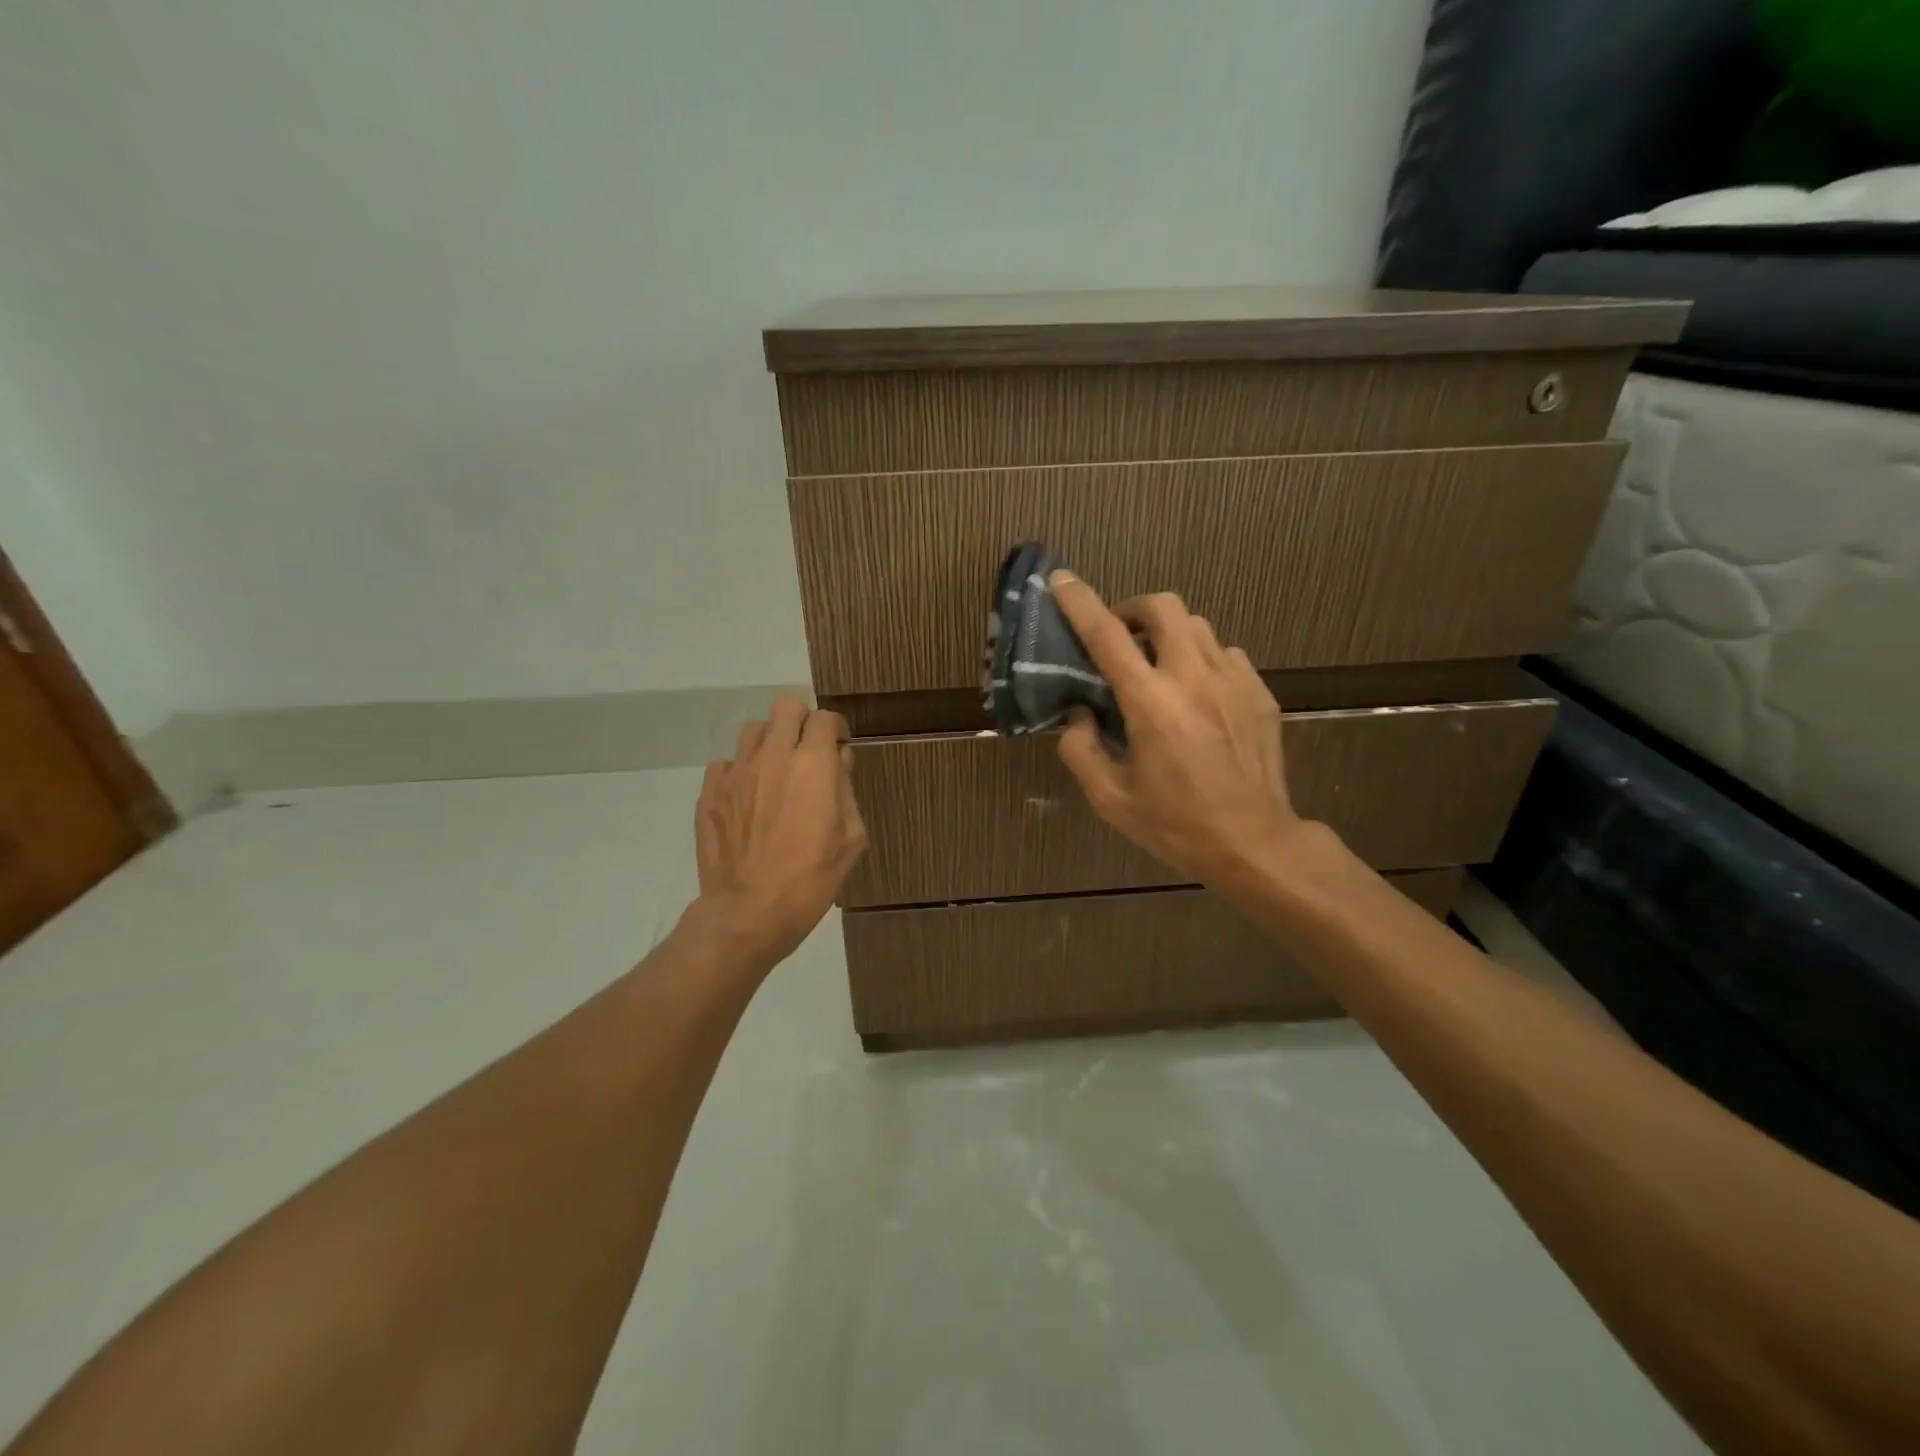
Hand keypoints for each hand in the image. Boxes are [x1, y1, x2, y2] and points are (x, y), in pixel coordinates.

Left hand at [693, 695, 866, 967]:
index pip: (824, 718)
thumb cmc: (811, 879)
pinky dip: (740, 772)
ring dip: (770, 742)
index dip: (836, 729)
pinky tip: (747, 798)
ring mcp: (736, 772)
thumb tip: (839, 762)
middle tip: (807, 751)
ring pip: (753, 729)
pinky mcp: (709, 792)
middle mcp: (773, 756)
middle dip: (801, 721)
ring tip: (775, 772)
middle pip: (786, 706)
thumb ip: (846, 791)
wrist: (749, 912)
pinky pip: (726, 764)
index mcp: (812, 764)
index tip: (838, 748)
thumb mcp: (851, 839)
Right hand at [1050, 571, 1307, 890]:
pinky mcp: (1259, 693)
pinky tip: (1197, 695)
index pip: (1107, 635)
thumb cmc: (1175, 824)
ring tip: (1159, 668)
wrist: (1254, 843)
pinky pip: (1225, 654)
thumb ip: (1080, 748)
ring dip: (1169, 635)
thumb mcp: (1109, 798)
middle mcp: (1193, 677)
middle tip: (1121, 637)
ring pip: (1197, 626)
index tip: (1062, 579)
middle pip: (1164, 606)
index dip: (1080, 602)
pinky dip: (1201, 659)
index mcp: (1151, 702)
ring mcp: (1233, 680)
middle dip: (1134, 608)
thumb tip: (1078, 713)